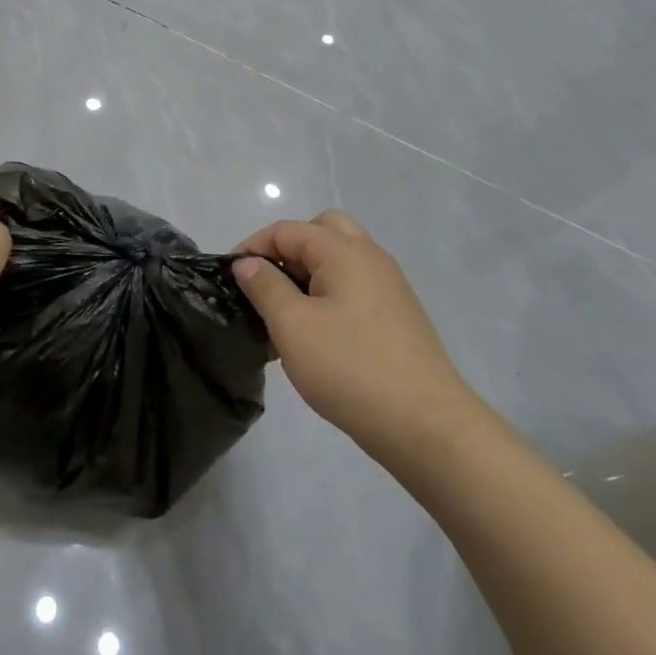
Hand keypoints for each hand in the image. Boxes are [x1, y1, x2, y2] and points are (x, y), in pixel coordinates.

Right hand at [232, 211, 476, 451]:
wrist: (426, 424)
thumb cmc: (350, 368)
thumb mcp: (292, 326)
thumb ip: (265, 287)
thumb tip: (247, 263)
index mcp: (344, 251)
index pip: (287, 229)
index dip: (253, 247)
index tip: (229, 278)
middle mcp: (370, 257)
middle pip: (321, 231)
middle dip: (287, 250)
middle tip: (266, 285)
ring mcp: (388, 287)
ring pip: (339, 260)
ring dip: (308, 274)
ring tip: (285, 315)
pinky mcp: (397, 315)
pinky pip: (354, 286)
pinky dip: (329, 294)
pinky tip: (315, 336)